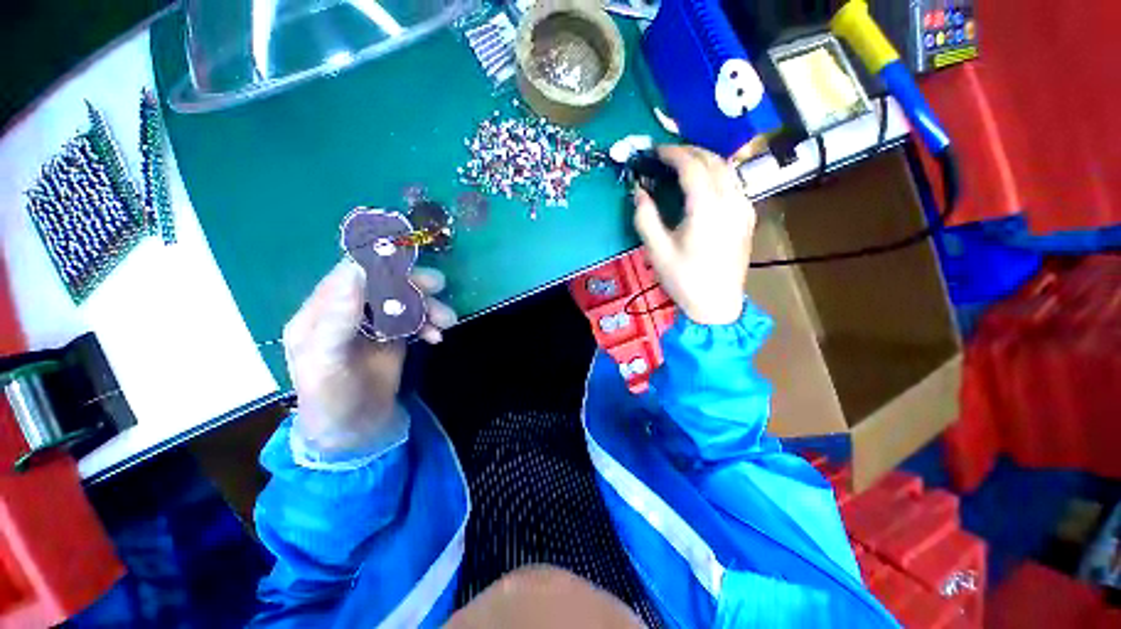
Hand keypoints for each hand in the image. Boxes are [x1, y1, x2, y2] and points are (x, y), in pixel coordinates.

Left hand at [282, 259, 456, 453]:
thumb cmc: (332, 400)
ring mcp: (372, 324)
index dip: (377, 264)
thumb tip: (356, 270)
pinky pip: (414, 319)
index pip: (348, 274)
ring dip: (427, 306)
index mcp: (320, 312)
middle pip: (381, 284)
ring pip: (402, 301)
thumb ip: (337, 317)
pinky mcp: (392, 336)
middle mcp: (346, 312)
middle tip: (439, 287)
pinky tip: (436, 336)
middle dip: (411, 285)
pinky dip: (428, 323)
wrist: (356, 432)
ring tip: (447, 320)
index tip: (409, 260)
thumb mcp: (326, 361)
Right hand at [633, 145, 755, 324]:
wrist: (717, 304)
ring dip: (704, 160)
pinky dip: (717, 174)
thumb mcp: (657, 251)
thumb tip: (638, 190)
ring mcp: (743, 208)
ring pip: (727, 169)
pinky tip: (704, 184)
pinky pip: (734, 183)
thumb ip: (645, 217)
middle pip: (713, 160)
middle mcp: (730, 201)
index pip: (692, 166)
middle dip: (689, 151)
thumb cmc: (684, 279)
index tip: (655, 151)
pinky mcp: (747, 217)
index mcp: (706, 209)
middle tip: (666, 155)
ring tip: (682, 165)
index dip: (672, 154)